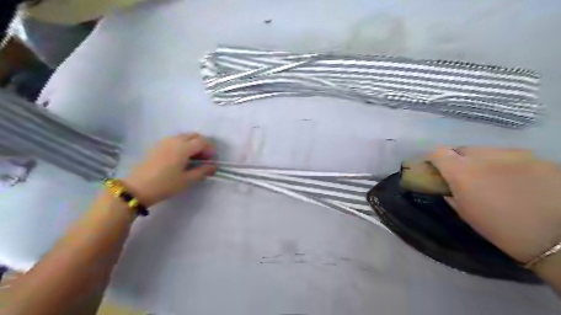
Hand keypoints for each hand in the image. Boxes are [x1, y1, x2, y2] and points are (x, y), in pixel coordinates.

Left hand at [122, 133, 216, 206]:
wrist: (137, 188)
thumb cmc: (166, 184)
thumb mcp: (187, 180)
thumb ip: (202, 171)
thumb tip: (213, 166)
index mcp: (183, 148)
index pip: (202, 142)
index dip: (210, 148)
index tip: (212, 158)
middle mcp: (175, 140)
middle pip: (193, 136)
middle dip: (202, 144)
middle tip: (204, 157)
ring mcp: (164, 142)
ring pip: (184, 136)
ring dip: (192, 143)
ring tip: (194, 157)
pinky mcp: (157, 146)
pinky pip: (175, 140)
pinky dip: (182, 144)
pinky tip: (181, 157)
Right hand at [428, 147, 560, 264]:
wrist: (558, 237)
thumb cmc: (500, 229)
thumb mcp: (465, 212)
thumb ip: (451, 192)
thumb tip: (447, 185)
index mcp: (461, 171)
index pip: (437, 152)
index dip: (433, 158)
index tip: (434, 168)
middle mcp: (484, 156)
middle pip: (462, 149)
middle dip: (459, 160)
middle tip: (465, 176)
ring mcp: (514, 154)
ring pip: (488, 151)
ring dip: (483, 161)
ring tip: (494, 179)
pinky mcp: (538, 158)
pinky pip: (513, 157)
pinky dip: (508, 165)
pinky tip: (518, 182)